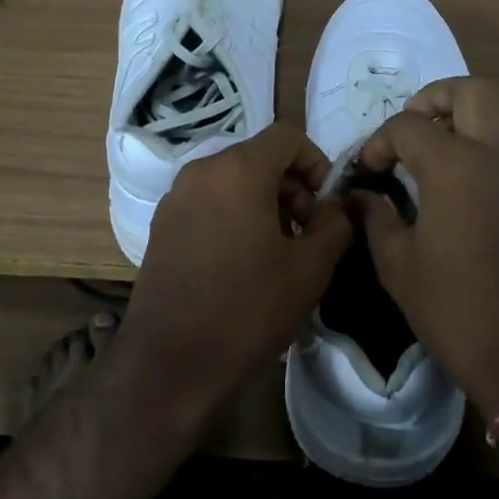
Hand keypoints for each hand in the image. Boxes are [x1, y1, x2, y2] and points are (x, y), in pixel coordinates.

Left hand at [122, 120, 353, 421]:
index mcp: (238, 169)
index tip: (326, 205)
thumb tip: (335, 206)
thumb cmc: (248, 308)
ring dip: (265, 203)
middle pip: (258, 158)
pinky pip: (209, 203)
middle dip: (292, 187)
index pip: (287, 136)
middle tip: (307, 234)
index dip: (317, 162)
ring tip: (278, 252)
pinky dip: (234, 216)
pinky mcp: (162, 226)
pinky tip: (243, 263)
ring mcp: (175, 198)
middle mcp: (201, 171)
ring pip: (233, 181)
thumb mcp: (311, 268)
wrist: (171, 362)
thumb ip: (334, 224)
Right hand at [351, 77, 498, 419]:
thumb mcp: (398, 266)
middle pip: (472, 90)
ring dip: (480, 108)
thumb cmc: (456, 310)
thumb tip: (361, 196)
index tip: (370, 168)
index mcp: (454, 167)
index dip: (380, 141)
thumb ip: (376, 218)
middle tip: (415, 124)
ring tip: (455, 134)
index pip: (409, 127)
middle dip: (435, 97)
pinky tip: (487, 168)